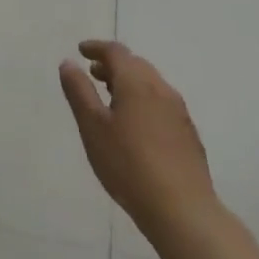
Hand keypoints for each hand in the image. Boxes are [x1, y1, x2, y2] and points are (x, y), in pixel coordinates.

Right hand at [60, 41, 217, 235]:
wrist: (183, 211)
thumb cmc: (129, 165)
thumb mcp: (93, 127)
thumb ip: (79, 91)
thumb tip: (69, 63)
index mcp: (136, 82)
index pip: (116, 52)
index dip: (96, 48)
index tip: (81, 51)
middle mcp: (161, 89)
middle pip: (136, 64)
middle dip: (113, 64)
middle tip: (93, 74)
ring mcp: (179, 112)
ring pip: (151, 84)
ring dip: (130, 83)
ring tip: (112, 99)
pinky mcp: (189, 135)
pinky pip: (162, 104)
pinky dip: (144, 101)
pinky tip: (137, 126)